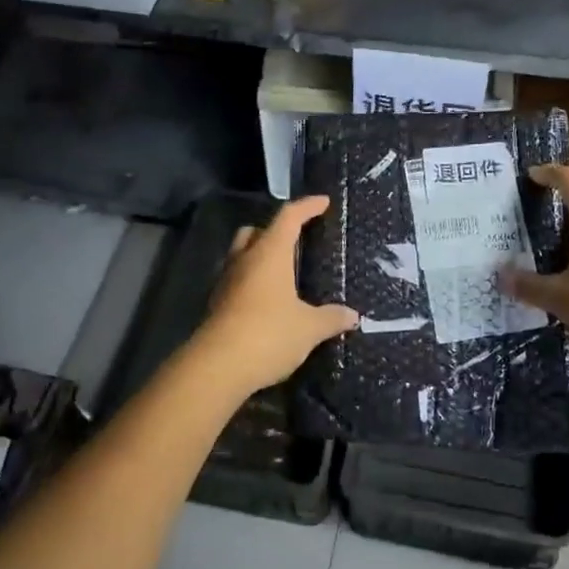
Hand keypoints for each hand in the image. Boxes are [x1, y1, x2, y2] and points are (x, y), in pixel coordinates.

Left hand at [193, 196, 358, 394]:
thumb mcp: (309, 328)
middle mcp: (244, 260)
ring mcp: (226, 282)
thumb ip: (331, 318)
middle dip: (275, 230)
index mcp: (269, 253)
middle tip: (296, 239)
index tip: (322, 202)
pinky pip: (236, 281)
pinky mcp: (216, 305)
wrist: (218, 367)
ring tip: (282, 272)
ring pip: (241, 255)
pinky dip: (251, 282)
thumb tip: (352, 315)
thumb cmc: (269, 334)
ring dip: (259, 256)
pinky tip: (267, 300)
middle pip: (256, 231)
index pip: (289, 217)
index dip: (307, 207)